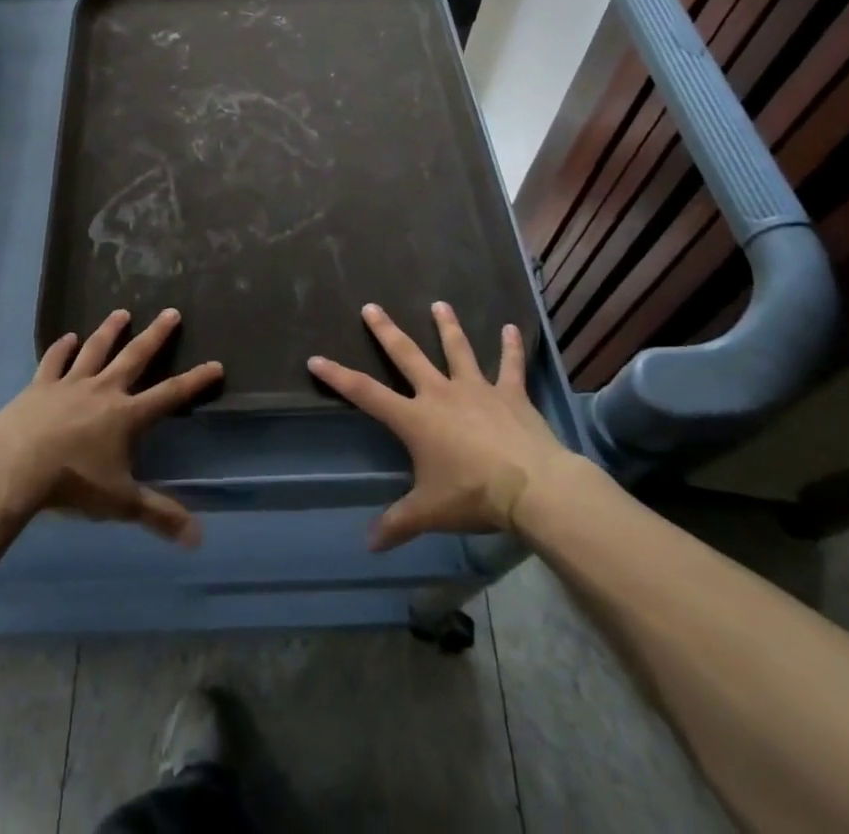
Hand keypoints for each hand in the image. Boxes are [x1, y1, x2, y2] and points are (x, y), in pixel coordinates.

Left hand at [0, 308, 222, 545]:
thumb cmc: (73, 483)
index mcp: (126, 415)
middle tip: (171, 312)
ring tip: (121, 312)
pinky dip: (61, 348)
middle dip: (156, 335)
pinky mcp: (40, 386)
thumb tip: (198, 539)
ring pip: (95, 349)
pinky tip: (66, 337)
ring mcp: (70, 384)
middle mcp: (103, 390)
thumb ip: (159, 515)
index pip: (170, 395)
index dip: (195, 381)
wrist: (16, 466)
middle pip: (135, 356)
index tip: (216, 364)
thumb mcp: (120, 502)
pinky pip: (54, 361)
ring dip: (109, 331)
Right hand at [309, 302, 578, 550]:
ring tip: (440, 303)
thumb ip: (397, 524)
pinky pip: (510, 366)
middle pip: (407, 355)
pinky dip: (512, 347)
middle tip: (371, 306)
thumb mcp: (430, 513)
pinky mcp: (510, 394)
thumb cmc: (474, 496)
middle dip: (386, 331)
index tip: (316, 358)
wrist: (532, 488)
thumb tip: (369, 545)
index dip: (338, 376)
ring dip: (447, 326)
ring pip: (457, 350)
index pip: (366, 393)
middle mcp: (441, 393)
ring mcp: (477, 389)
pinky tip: (512, 328)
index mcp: (415, 418)